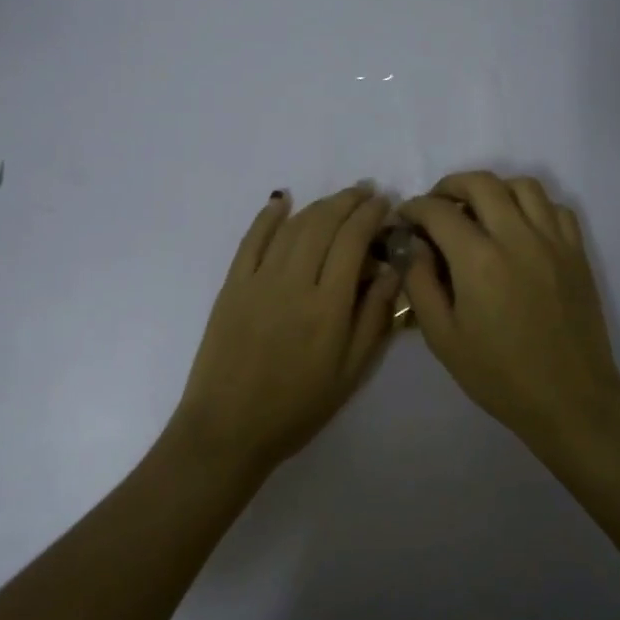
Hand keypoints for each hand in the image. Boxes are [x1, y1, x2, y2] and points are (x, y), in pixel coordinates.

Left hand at [171, 185, 399, 475]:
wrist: (228, 428)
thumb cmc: (297, 407)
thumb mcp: (350, 372)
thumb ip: (374, 317)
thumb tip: (391, 270)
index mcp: (328, 306)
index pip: (353, 241)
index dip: (370, 215)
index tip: (384, 203)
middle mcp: (294, 282)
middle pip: (324, 224)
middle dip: (349, 201)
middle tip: (367, 192)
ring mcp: (258, 280)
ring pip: (293, 227)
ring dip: (318, 205)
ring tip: (338, 198)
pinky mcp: (232, 284)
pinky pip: (251, 239)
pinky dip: (268, 215)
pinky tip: (282, 200)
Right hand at [398, 172, 619, 451]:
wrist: (569, 399)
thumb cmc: (499, 375)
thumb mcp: (442, 338)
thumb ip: (421, 284)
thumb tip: (414, 246)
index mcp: (479, 260)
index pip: (438, 211)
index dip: (415, 208)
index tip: (405, 219)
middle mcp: (517, 237)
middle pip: (481, 183)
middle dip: (450, 185)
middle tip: (437, 206)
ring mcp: (553, 241)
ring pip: (523, 185)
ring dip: (494, 189)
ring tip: (479, 210)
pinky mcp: (577, 252)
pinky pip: (555, 207)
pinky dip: (532, 206)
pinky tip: (519, 228)